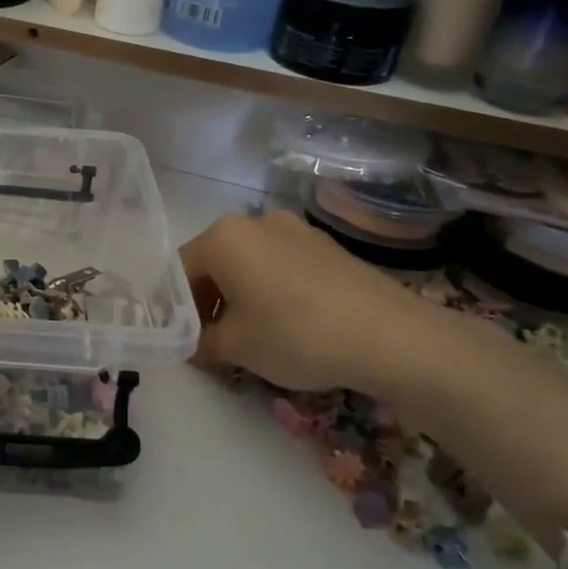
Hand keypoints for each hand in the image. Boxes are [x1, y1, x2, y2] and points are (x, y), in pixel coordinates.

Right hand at [180, 210, 455, 396]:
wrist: (391, 336)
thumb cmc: (296, 334)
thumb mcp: (236, 347)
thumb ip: (201, 342)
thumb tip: (190, 343)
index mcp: (223, 236)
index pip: (179, 270)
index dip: (176, 309)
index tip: (184, 340)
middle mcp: (255, 221)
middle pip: (214, 262)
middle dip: (209, 302)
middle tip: (215, 342)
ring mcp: (295, 229)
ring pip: (249, 263)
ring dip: (241, 296)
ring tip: (254, 336)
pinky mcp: (326, 246)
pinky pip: (281, 265)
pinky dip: (272, 289)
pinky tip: (290, 324)